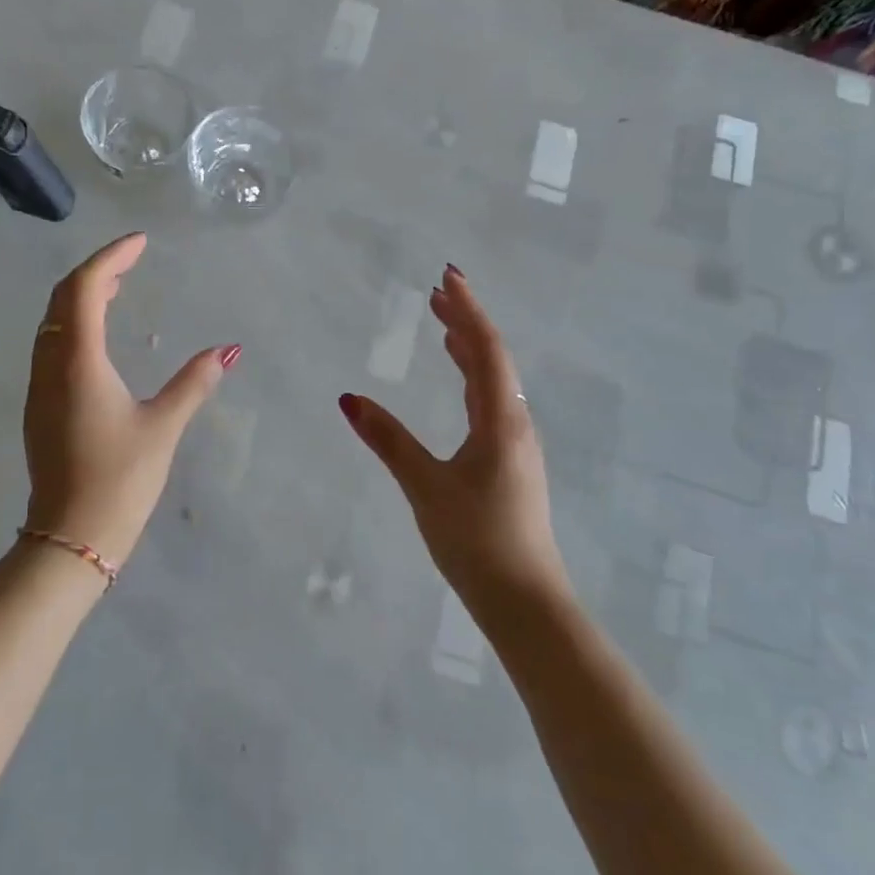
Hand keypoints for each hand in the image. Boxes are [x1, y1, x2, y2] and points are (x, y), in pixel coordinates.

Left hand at [23, 233, 239, 563]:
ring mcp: (39, 386)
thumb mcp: (163, 426)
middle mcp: (50, 364)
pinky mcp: (40, 405)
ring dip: (82, 295)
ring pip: (53, 321)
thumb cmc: (120, 478)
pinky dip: (74, 322)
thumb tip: (229, 349)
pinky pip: (52, 344)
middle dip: (97, 269)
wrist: (71, 536)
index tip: (141, 242)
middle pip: (64, 297)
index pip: (87, 288)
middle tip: (133, 258)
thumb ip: (194, 382)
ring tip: (119, 286)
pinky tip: (99, 334)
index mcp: (79, 361)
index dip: (112, 257)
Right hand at [339, 266, 566, 617]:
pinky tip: (460, 385)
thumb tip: (349, 399)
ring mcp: (517, 443)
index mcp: (500, 419)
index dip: (466, 309)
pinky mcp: (511, 462)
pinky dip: (472, 378)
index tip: (447, 275)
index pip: (485, 348)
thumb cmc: (475, 539)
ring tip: (444, 327)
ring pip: (494, 381)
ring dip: (470, 349)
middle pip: (493, 358)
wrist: (525, 599)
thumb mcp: (425, 486)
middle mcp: (515, 422)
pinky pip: (492, 402)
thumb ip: (388, 440)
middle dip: (466, 321)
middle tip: (437, 293)